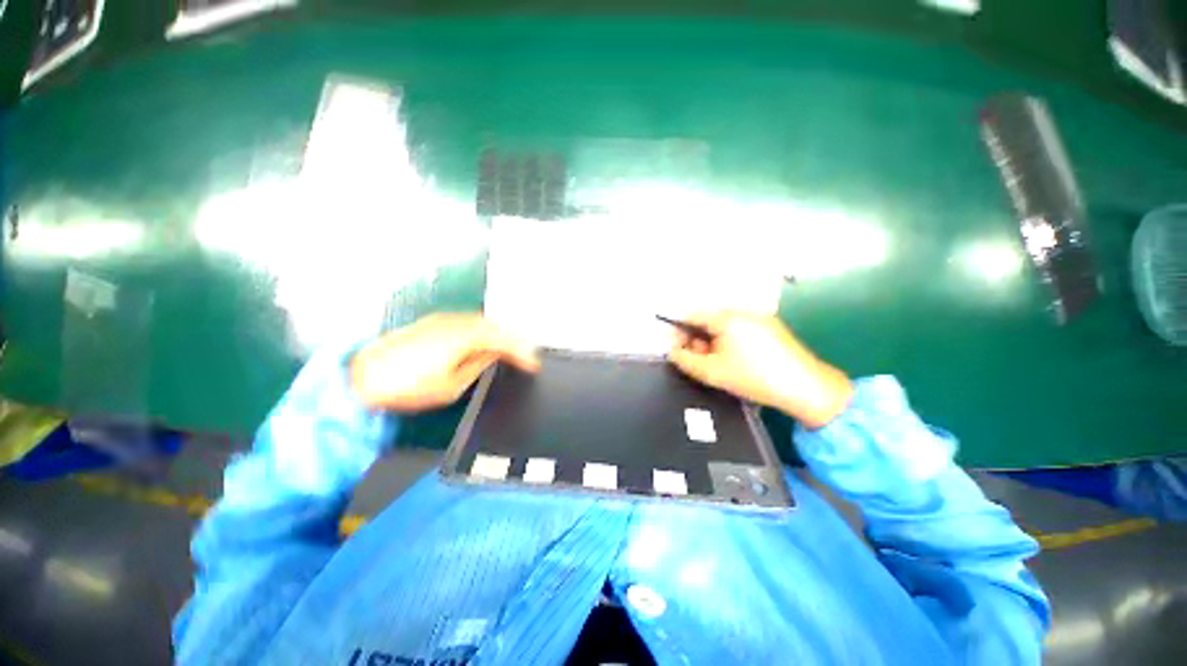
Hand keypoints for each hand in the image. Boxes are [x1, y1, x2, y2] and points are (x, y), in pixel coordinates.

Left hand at [350, 313, 540, 411]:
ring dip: (498, 333)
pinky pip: (467, 323)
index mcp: (463, 339)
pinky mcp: (431, 323)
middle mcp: (455, 323)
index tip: (534, 363)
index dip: (522, 352)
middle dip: (514, 339)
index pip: (502, 341)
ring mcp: (442, 320)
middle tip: (526, 353)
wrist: (360, 378)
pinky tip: (484, 340)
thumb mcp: (450, 386)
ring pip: (481, 322)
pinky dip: (482, 331)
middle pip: (494, 326)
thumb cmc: (406, 387)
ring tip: (510, 347)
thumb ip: (477, 366)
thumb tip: (493, 356)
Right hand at [668, 312, 853, 428]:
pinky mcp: (771, 326)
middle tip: (697, 359)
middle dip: (697, 338)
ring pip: (724, 324)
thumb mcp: (712, 372)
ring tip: (716, 361)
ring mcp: (760, 317)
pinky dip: (730, 339)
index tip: (676, 349)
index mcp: (727, 318)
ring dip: (712, 339)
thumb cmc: (753, 378)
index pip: (692, 316)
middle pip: (708, 319)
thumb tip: (673, 351)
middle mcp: (743, 311)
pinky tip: (735, 358)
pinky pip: (741, 327)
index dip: (678, 332)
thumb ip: (685, 360)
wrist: (805, 387)